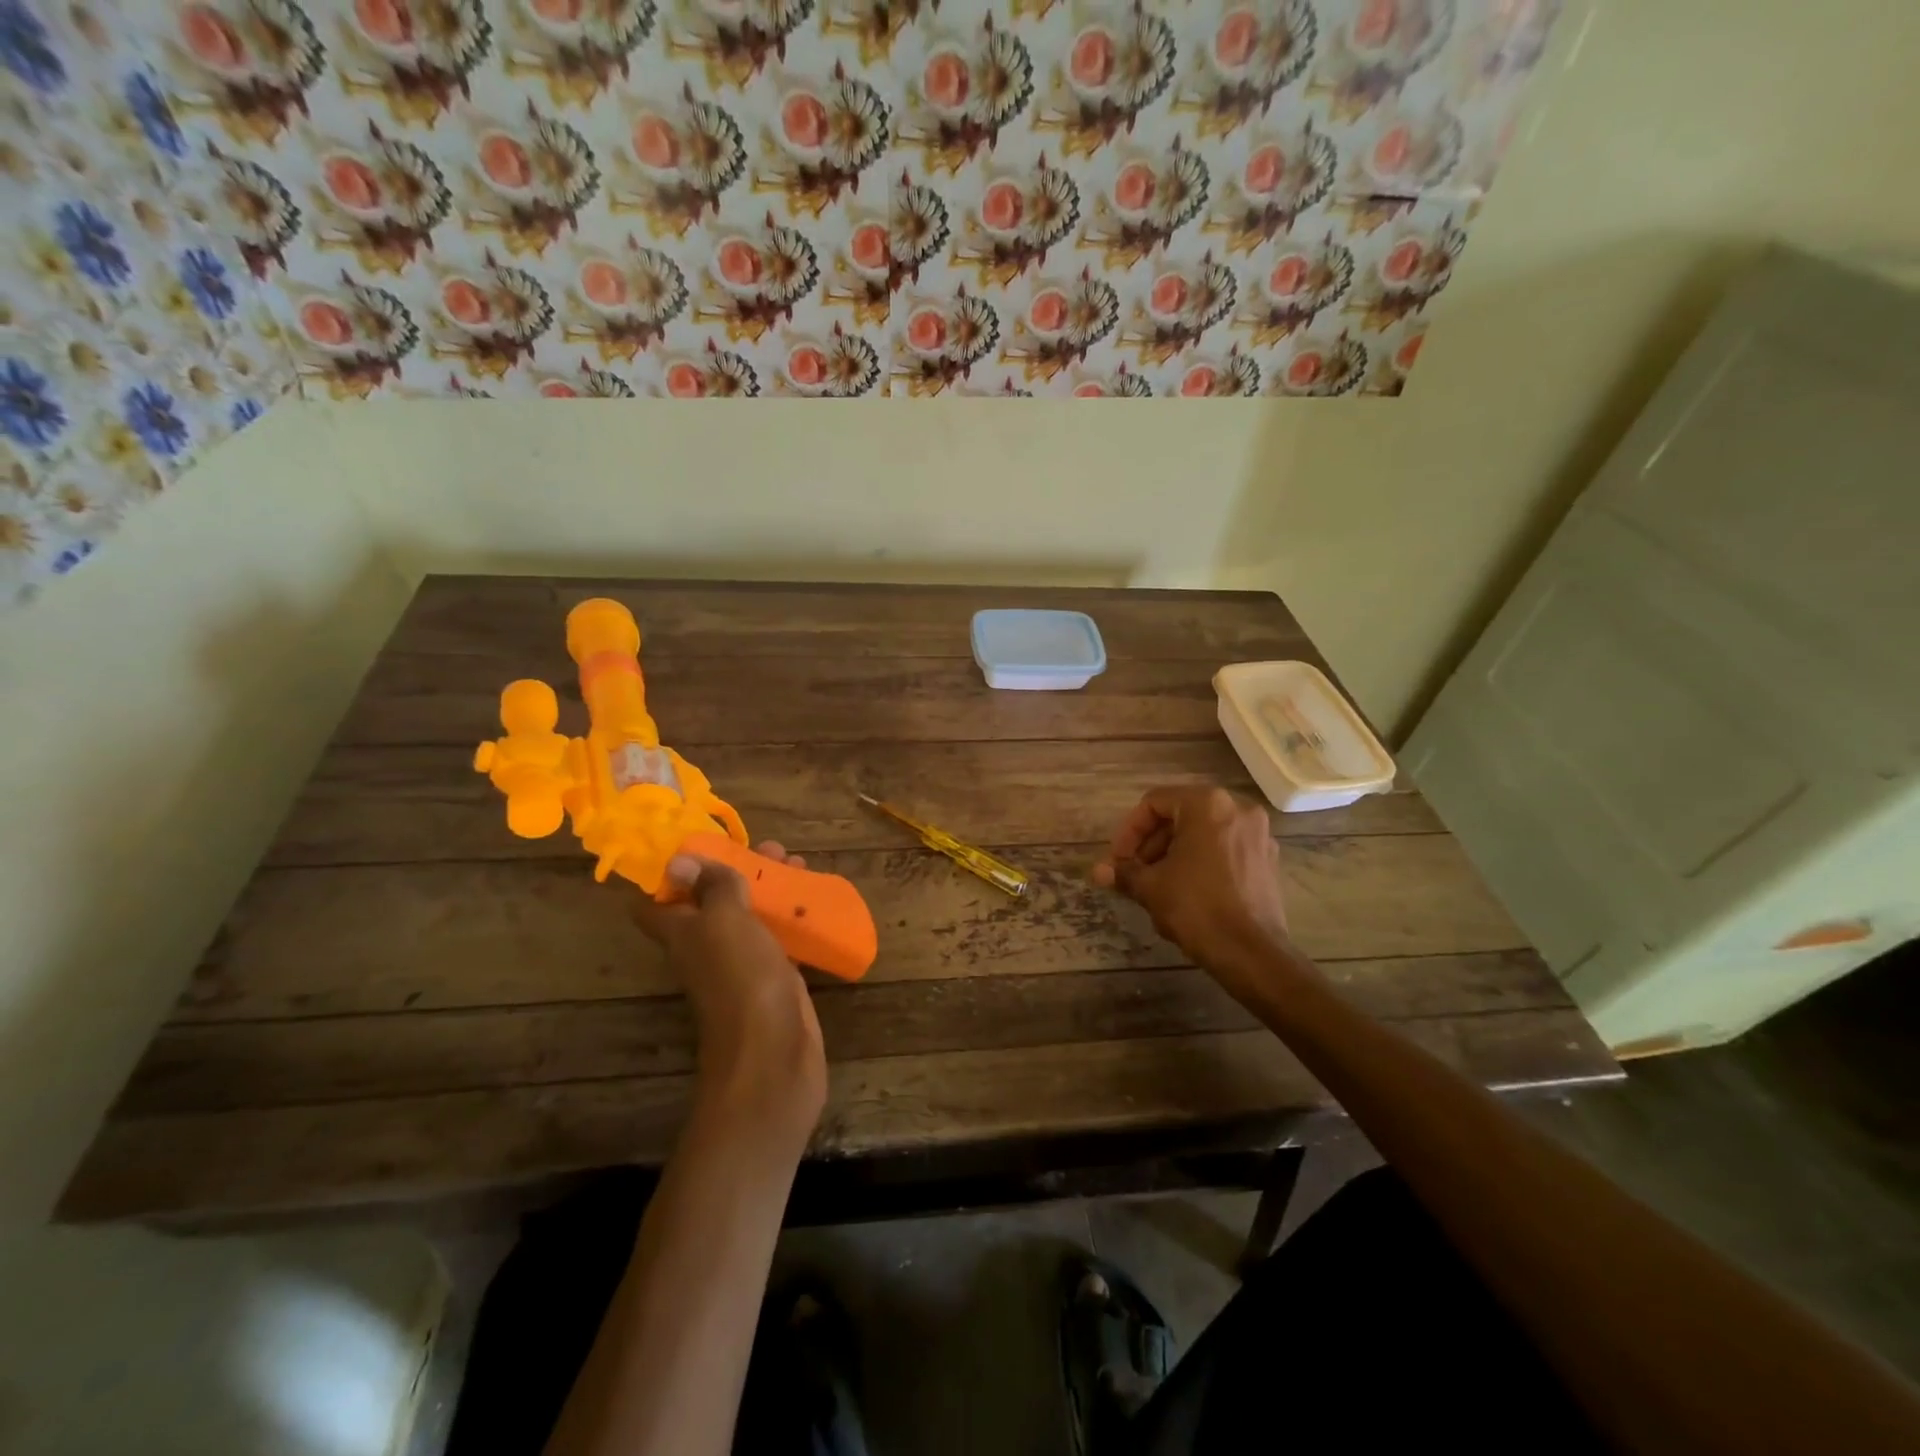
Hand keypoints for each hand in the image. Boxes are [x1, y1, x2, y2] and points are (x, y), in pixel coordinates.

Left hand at [634, 842, 826, 1135]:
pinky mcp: (775, 978)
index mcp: (683, 933)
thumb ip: (711, 888)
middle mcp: (707, 946)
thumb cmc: (742, 979)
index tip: (700, 847)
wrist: (773, 1054)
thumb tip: (679, 859)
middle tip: (771, 849)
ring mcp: (742, 964)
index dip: (671, 874)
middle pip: (714, 901)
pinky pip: (780, 939)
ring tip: (799, 864)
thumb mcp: (725, 921)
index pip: (657, 903)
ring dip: (770, 889)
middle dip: (738, 870)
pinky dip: (793, 918)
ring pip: (750, 916)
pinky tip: (815, 903)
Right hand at [1093, 787, 1293, 982]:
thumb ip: (1123, 871)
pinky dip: (1201, 860)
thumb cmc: (1197, 908)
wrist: (1251, 954)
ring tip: (1156, 884)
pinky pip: (1224, 847)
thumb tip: (1099, 872)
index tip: (1118, 860)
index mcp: (1207, 804)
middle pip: (1180, 815)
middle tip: (1133, 872)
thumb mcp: (1150, 887)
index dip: (1129, 831)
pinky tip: (1186, 889)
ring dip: (1174, 852)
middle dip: (1151, 843)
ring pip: (1203, 832)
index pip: (1154, 803)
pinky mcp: (1268, 859)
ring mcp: (1258, 833)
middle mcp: (1237, 808)